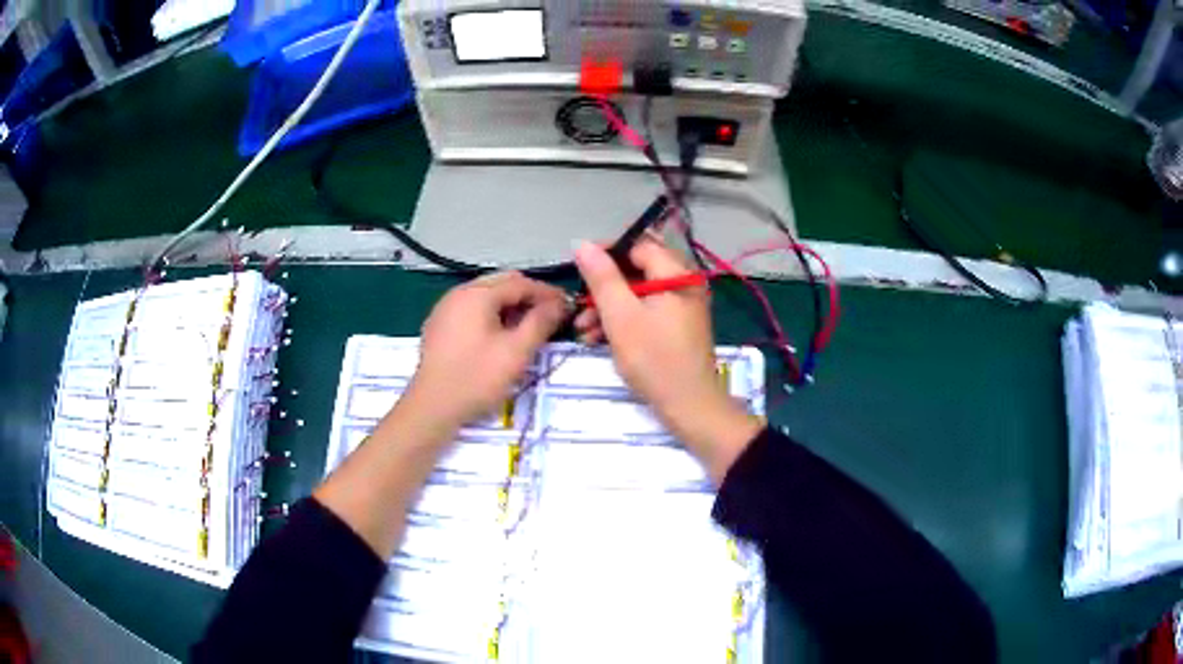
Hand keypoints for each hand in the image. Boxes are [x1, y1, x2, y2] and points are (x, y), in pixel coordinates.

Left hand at [401, 272, 566, 433]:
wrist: (432, 407)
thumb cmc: (476, 378)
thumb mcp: (516, 352)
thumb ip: (540, 323)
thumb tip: (559, 304)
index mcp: (477, 294)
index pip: (521, 283)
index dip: (547, 293)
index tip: (567, 306)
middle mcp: (459, 293)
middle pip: (502, 284)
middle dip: (528, 296)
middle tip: (550, 316)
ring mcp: (445, 308)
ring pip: (486, 296)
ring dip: (510, 305)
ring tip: (528, 326)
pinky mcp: (439, 325)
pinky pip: (471, 309)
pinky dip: (491, 314)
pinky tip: (500, 335)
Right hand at [573, 239, 761, 482]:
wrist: (689, 406)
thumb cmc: (654, 359)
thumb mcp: (621, 316)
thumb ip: (601, 277)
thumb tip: (583, 244)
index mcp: (676, 274)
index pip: (638, 246)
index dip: (607, 253)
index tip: (579, 269)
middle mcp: (683, 285)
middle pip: (636, 272)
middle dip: (603, 289)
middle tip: (579, 307)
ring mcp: (682, 308)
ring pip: (638, 295)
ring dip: (608, 309)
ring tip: (583, 331)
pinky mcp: (677, 328)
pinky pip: (646, 313)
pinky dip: (623, 323)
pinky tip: (598, 340)